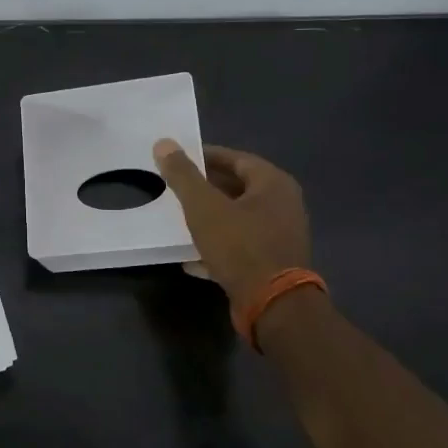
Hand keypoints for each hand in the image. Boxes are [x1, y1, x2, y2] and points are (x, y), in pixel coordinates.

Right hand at [152, 140, 310, 309]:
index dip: (205, 156)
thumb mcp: (204, 206)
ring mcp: (280, 236)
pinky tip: (190, 256)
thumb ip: (183, 174)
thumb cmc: (240, 246)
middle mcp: (283, 205)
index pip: (236, 158)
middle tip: (175, 186)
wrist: (272, 304)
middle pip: (238, 187)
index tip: (178, 159)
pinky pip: (240, 245)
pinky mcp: (272, 263)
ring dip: (210, 217)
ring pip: (238, 218)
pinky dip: (217, 246)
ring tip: (179, 218)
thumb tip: (163, 143)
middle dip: (206, 187)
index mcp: (273, 184)